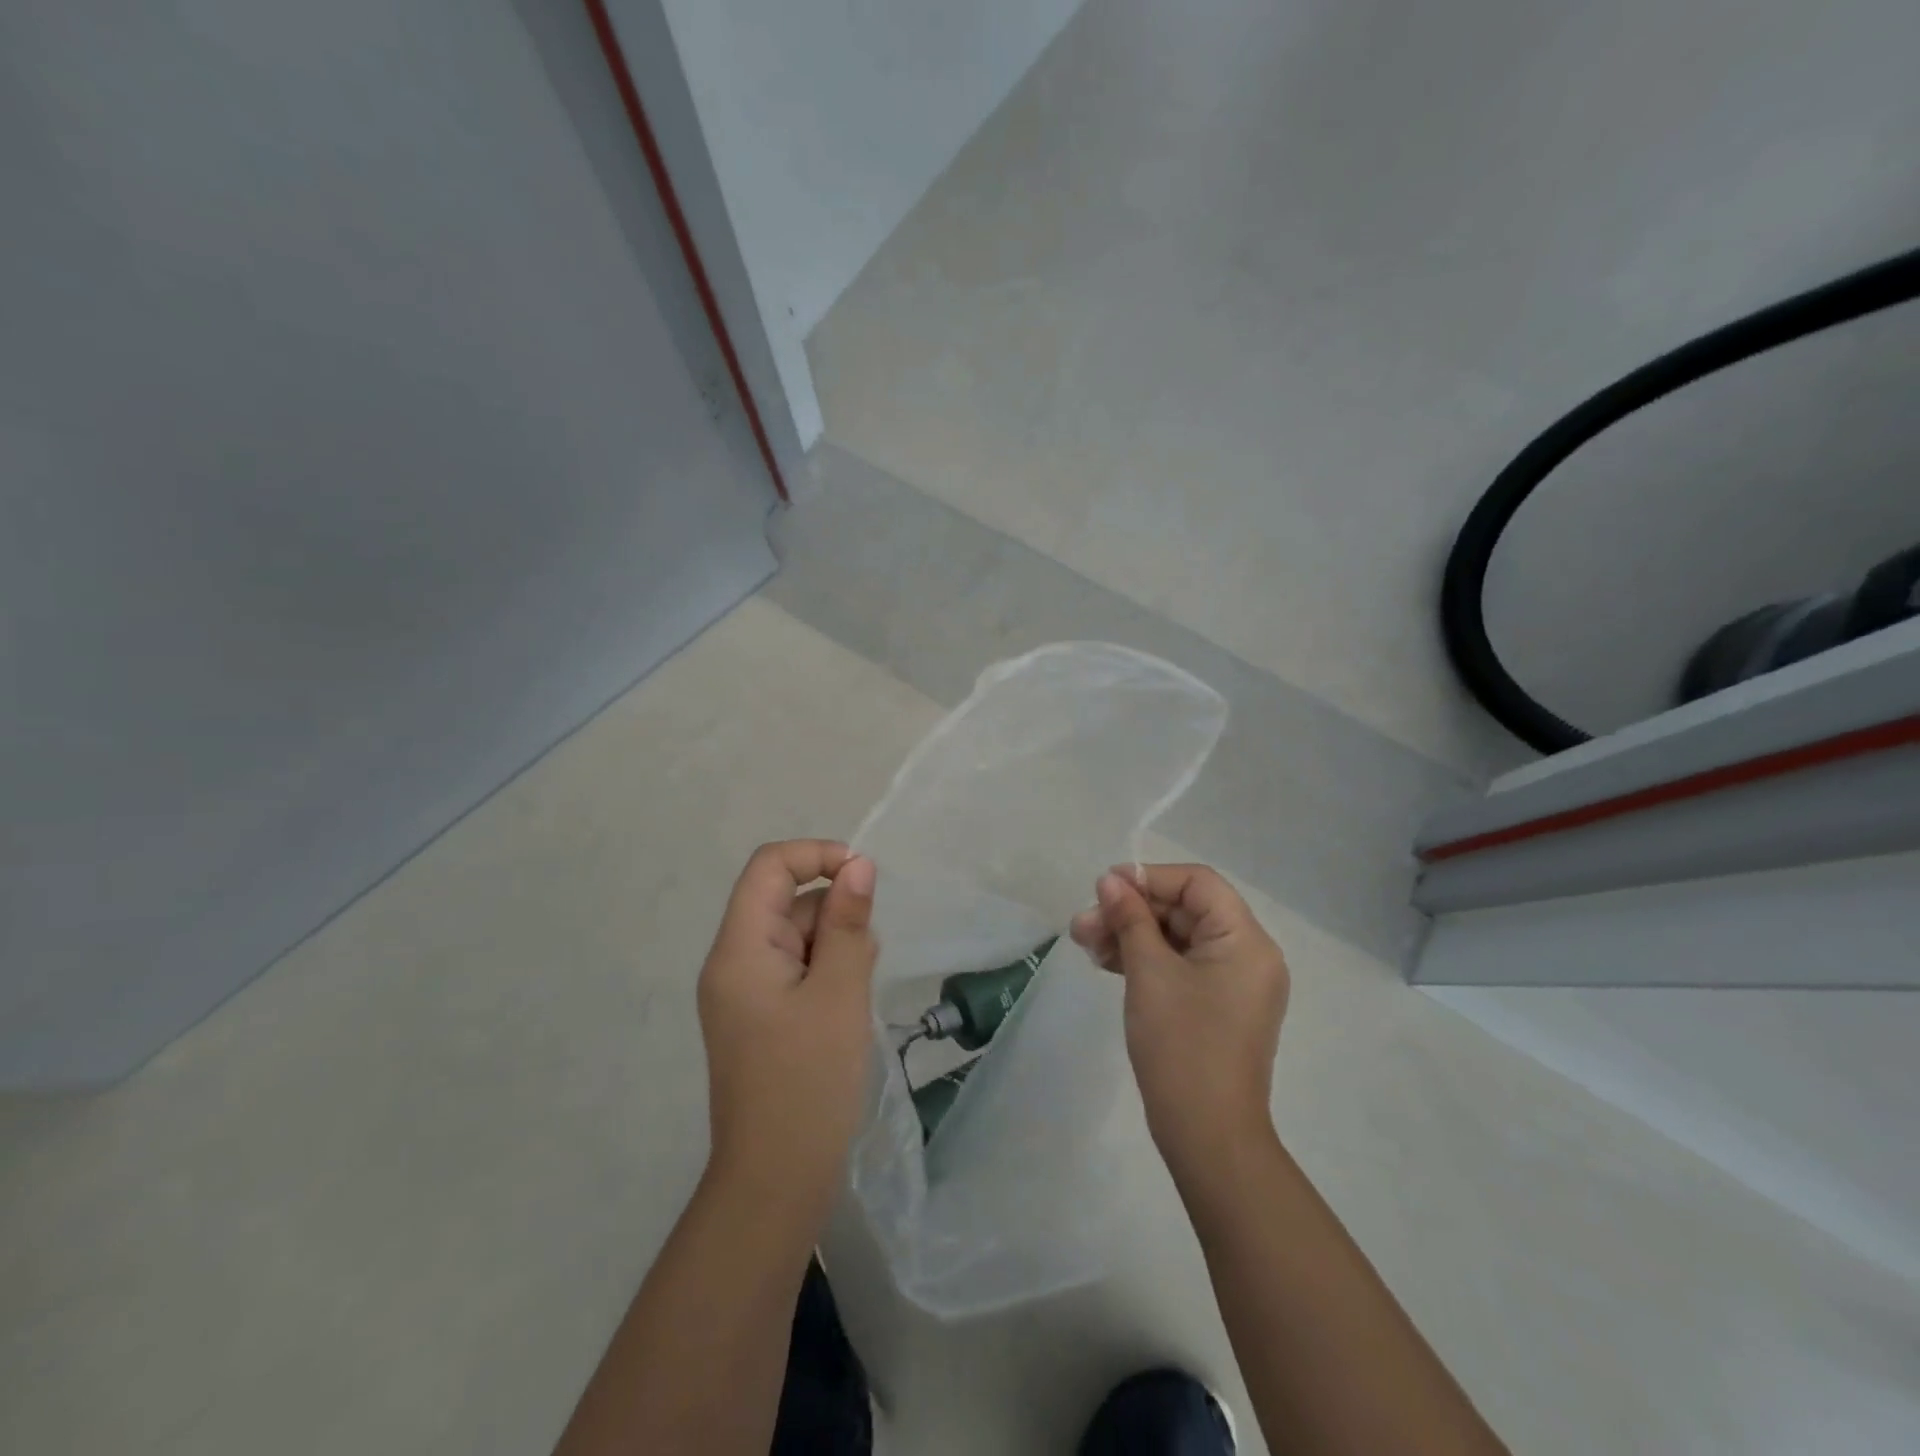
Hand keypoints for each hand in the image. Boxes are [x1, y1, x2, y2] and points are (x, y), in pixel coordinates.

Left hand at [696, 841, 877, 1227]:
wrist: (776, 1183)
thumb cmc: (809, 1082)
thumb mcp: (839, 993)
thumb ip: (848, 923)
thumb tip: (858, 865)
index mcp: (739, 949)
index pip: (769, 866)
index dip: (817, 856)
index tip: (863, 879)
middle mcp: (733, 962)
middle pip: (785, 901)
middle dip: (834, 914)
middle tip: (863, 960)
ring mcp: (744, 992)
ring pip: (796, 935)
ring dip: (835, 946)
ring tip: (856, 992)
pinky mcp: (760, 1017)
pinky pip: (795, 969)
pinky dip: (827, 973)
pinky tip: (848, 1006)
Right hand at [1071, 864, 1288, 1178]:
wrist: (1207, 1136)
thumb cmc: (1182, 1044)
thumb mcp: (1149, 972)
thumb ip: (1129, 918)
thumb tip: (1110, 881)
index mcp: (1246, 940)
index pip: (1198, 883)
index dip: (1149, 877)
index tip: (1104, 887)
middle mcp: (1248, 955)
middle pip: (1185, 910)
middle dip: (1131, 911)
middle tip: (1083, 924)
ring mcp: (1233, 983)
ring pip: (1177, 939)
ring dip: (1131, 935)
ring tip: (1085, 943)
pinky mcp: (1216, 1006)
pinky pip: (1180, 966)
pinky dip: (1145, 960)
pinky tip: (1106, 962)